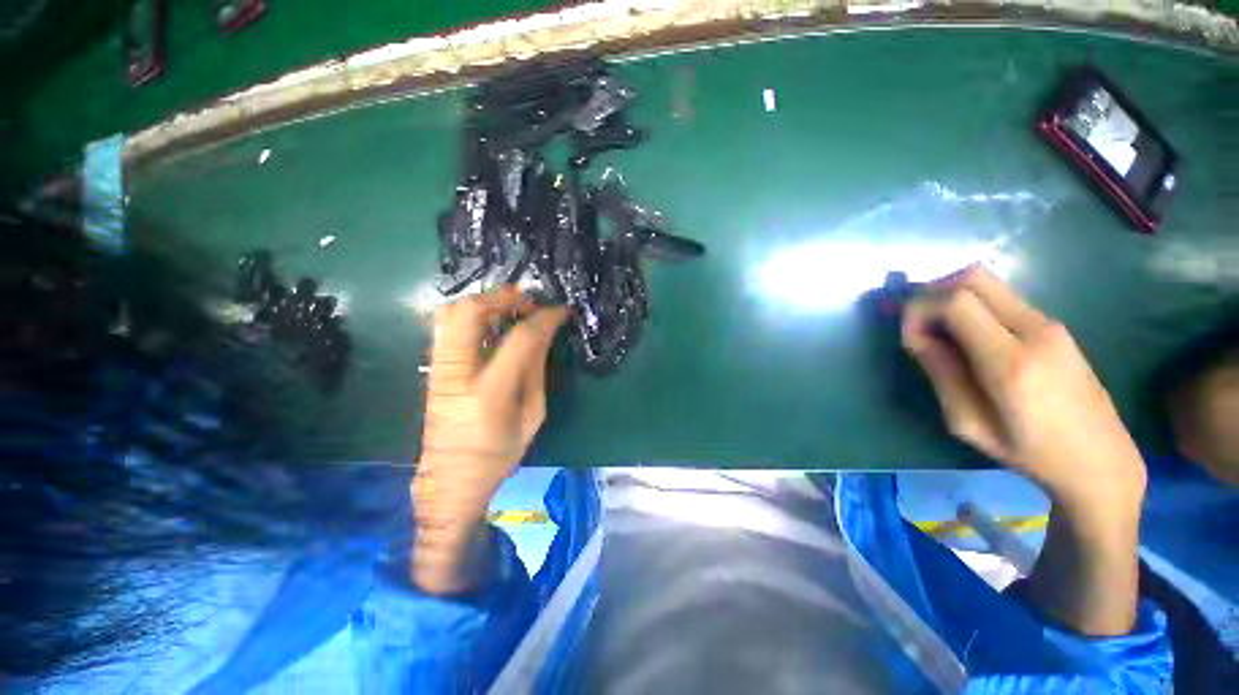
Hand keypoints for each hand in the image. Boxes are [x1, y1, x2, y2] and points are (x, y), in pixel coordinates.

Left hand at [411, 286, 567, 591]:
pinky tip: (491, 322)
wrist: (450, 479)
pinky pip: (447, 326)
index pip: (520, 339)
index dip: (544, 318)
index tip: (561, 311)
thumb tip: (544, 334)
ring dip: (484, 301)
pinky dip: (471, 315)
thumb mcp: (532, 416)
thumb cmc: (499, 454)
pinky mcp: (433, 369)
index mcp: (490, 393)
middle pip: (471, 313)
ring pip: (451, 313)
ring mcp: (438, 370)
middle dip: (503, 297)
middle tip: (529, 302)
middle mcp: (457, 374)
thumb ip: (536, 370)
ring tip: (511, 307)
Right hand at [902, 267, 1146, 635]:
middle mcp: (1034, 331)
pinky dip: (975, 307)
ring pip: (989, 283)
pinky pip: (1005, 301)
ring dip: (952, 297)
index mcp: (1008, 358)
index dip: (913, 306)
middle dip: (930, 288)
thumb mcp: (965, 423)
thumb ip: (938, 370)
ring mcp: (1052, 328)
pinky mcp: (1060, 332)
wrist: (1104, 473)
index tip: (896, 326)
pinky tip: (968, 337)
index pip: (948, 301)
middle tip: (907, 316)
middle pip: (971, 278)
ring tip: (932, 328)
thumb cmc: (1025, 458)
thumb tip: (914, 333)